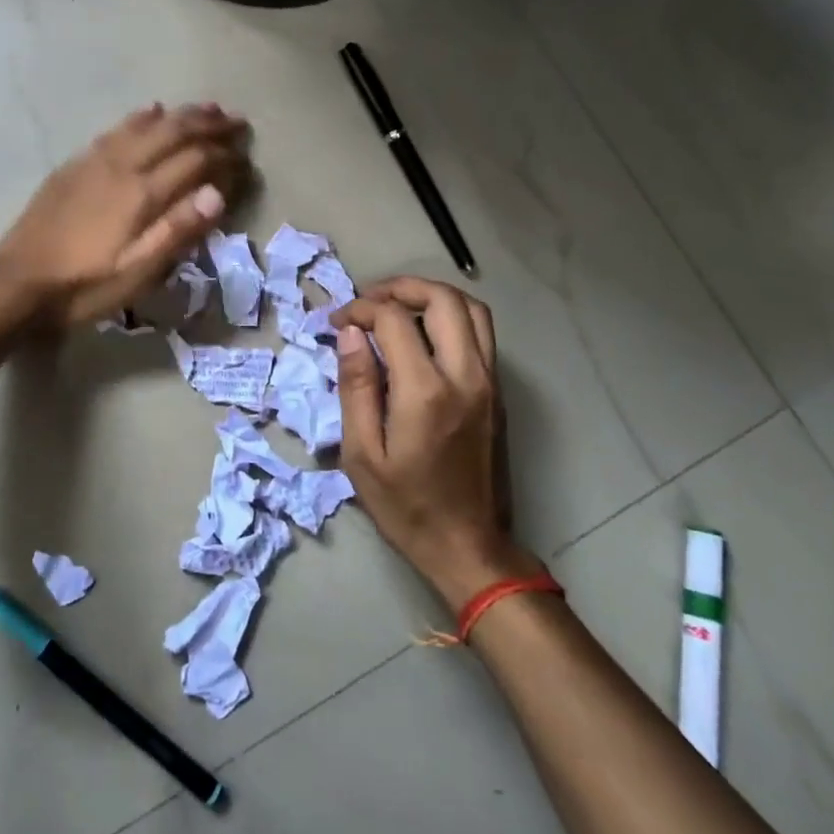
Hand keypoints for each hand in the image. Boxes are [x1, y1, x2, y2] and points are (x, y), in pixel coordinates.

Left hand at [0, 103, 250, 327]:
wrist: (17, 281)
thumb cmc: (83, 286)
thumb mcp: (136, 273)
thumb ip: (177, 231)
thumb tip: (217, 193)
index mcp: (142, 194)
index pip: (195, 162)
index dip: (225, 157)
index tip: (247, 157)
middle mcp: (122, 166)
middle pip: (173, 133)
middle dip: (209, 124)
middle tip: (238, 121)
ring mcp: (95, 161)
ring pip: (146, 125)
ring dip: (180, 114)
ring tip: (206, 108)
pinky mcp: (76, 164)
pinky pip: (116, 129)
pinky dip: (141, 117)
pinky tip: (150, 110)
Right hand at [333, 277, 539, 611]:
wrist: (469, 546)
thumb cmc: (405, 506)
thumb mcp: (361, 453)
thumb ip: (356, 386)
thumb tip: (350, 334)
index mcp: (425, 391)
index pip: (394, 319)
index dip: (360, 309)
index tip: (337, 323)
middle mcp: (465, 376)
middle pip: (442, 299)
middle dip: (400, 287)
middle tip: (368, 300)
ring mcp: (489, 382)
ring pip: (472, 310)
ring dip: (433, 296)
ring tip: (398, 307)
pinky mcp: (497, 393)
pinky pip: (481, 334)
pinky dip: (451, 317)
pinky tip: (422, 336)